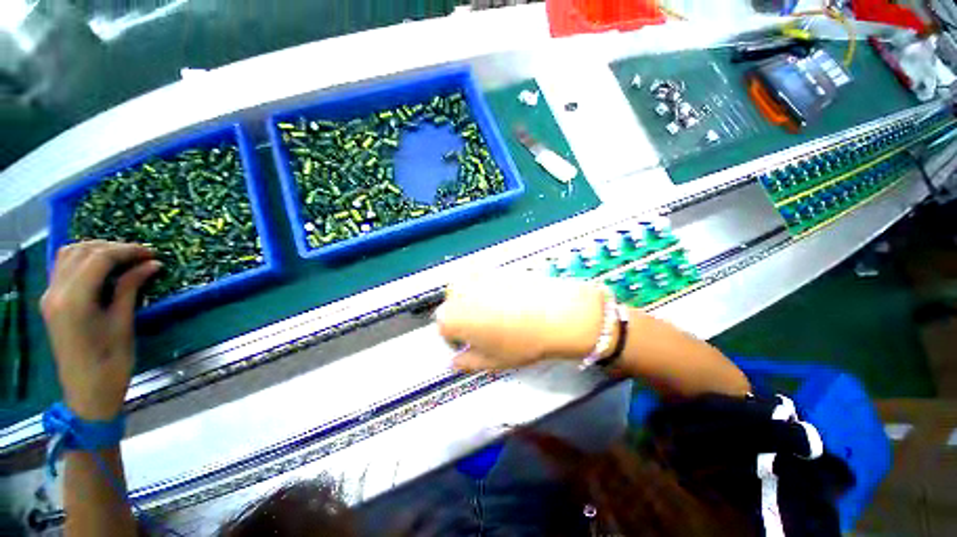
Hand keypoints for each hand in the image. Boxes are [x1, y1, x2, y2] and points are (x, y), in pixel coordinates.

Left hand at [41, 241, 160, 419]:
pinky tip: (101, 267)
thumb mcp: (123, 323)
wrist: (87, 391)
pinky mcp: (51, 301)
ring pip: (69, 254)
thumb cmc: (111, 361)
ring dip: (96, 249)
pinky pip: (63, 267)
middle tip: (141, 255)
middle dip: (113, 247)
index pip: (99, 258)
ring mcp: (50, 296)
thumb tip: (151, 264)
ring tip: (122, 258)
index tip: (152, 253)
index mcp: (74, 299)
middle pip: (82, 251)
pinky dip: (83, 259)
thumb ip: (131, 288)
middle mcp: (56, 292)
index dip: (128, 250)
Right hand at [436, 273, 605, 371]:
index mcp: (450, 317)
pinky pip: (482, 279)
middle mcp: (457, 292)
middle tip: (485, 330)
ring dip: (472, 301)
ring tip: (496, 313)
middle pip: (451, 306)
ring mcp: (476, 275)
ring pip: (465, 290)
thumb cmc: (522, 342)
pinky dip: (487, 288)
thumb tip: (455, 363)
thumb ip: (467, 363)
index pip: (443, 329)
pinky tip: (507, 299)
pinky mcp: (493, 266)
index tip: (471, 345)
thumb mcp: (492, 361)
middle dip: (463, 318)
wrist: (556, 313)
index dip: (458, 340)